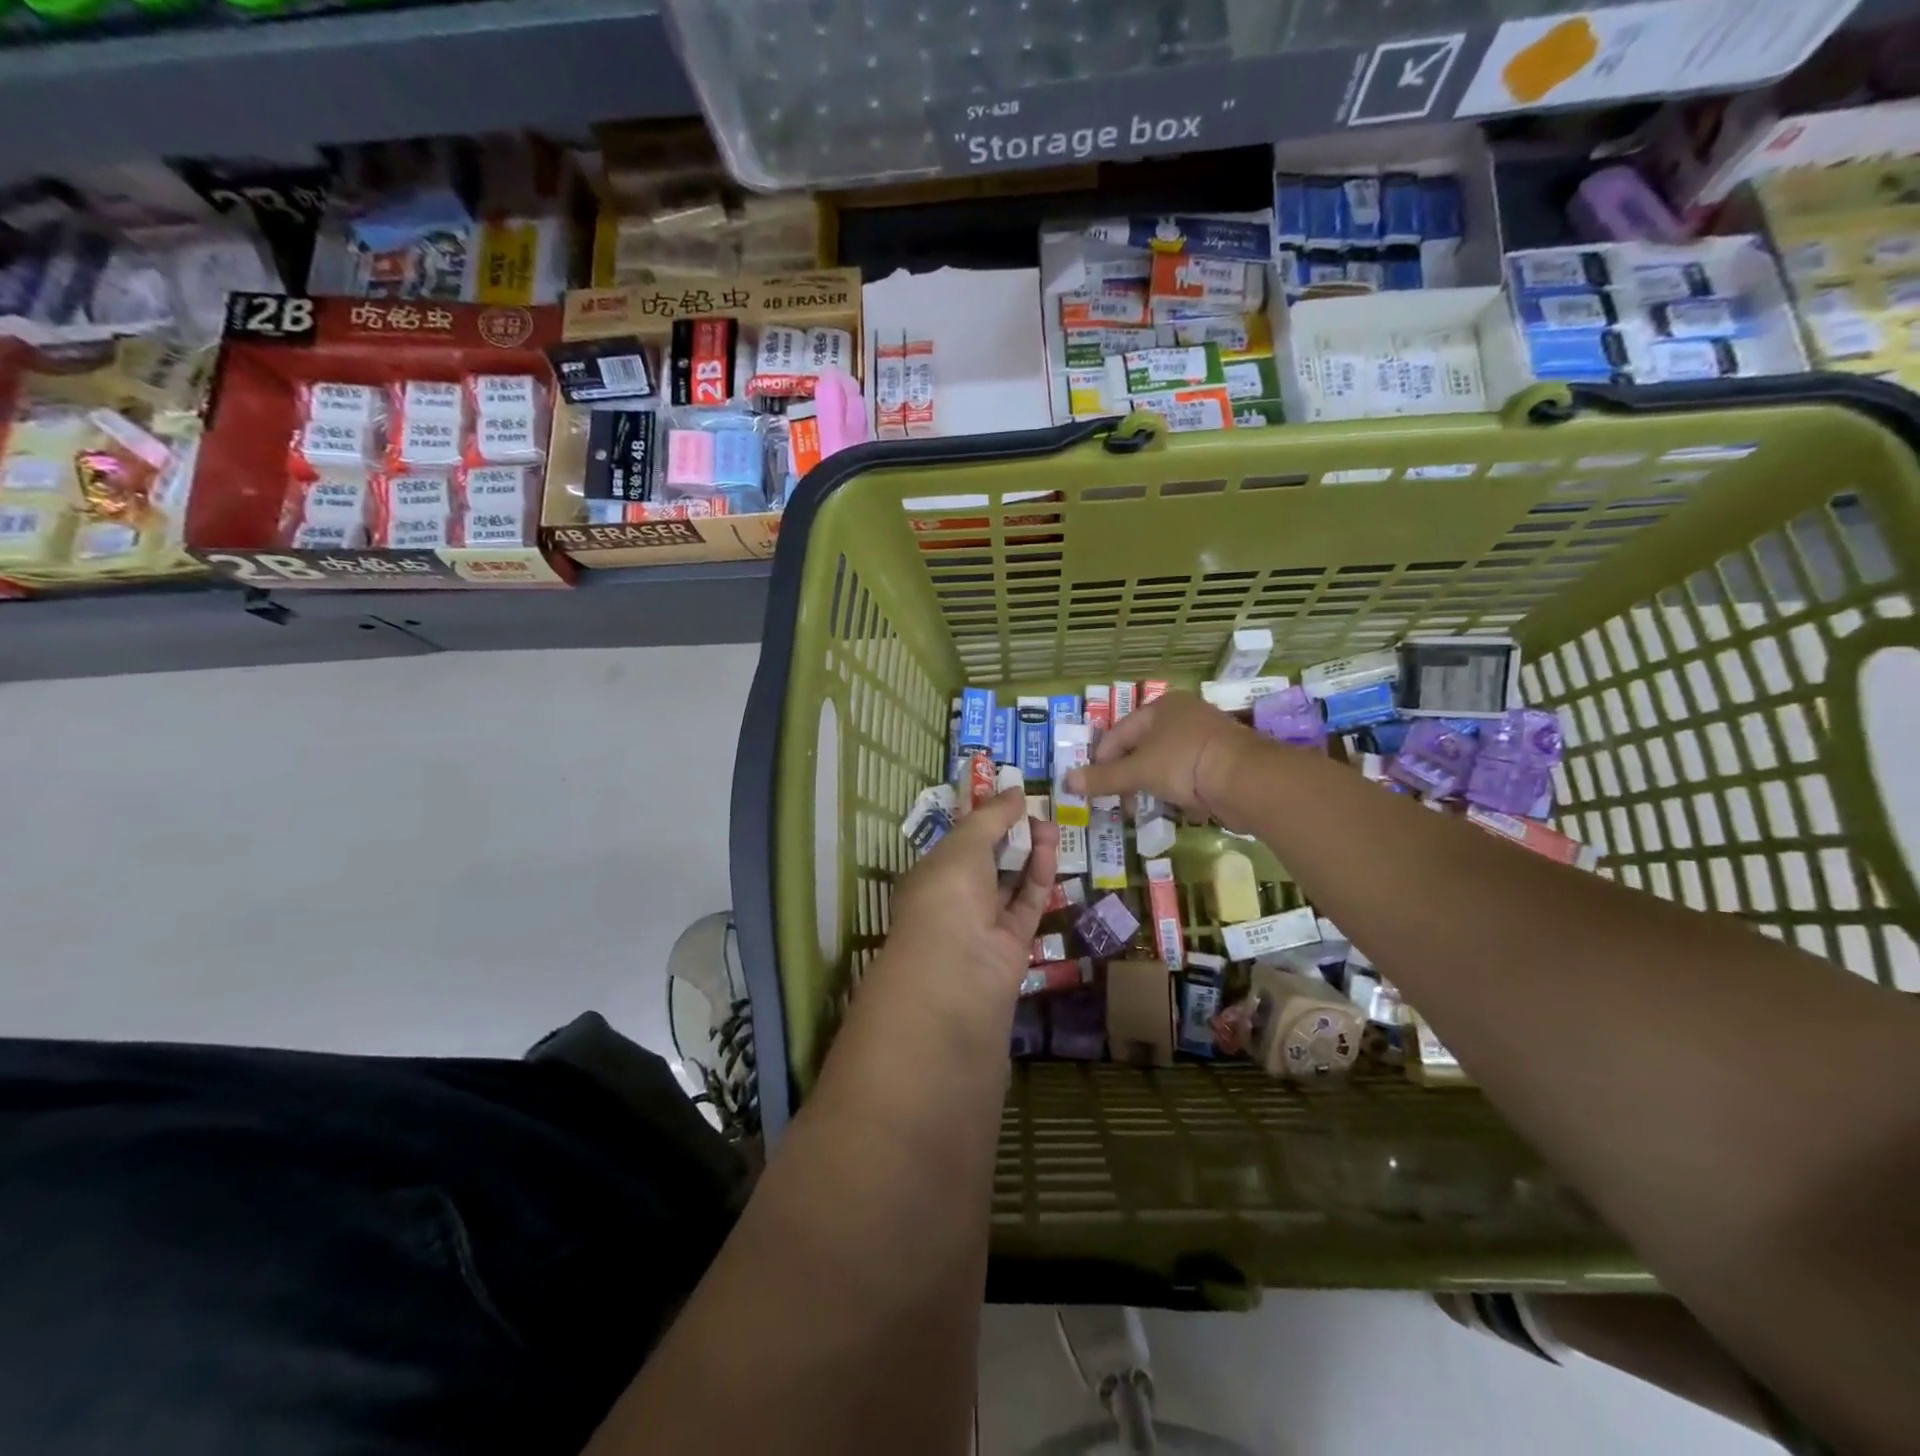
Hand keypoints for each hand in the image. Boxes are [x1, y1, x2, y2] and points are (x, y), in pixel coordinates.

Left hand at [881, 789, 1059, 1006]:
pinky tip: (1050, 851)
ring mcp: (984, 922)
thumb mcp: (964, 844)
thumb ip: (992, 817)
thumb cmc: (948, 895)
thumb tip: (1015, 791)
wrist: (957, 973)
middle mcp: (956, 897)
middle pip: (988, 859)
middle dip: (1011, 833)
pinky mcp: (1013, 942)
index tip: (1010, 797)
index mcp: (932, 873)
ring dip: (1030, 852)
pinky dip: (1039, 877)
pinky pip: (1027, 903)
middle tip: (1036, 810)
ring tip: (1051, 826)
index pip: (960, 841)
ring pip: (1011, 880)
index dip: (984, 818)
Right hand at [1067, 691, 1256, 825]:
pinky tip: (1175, 808)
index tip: (1093, 786)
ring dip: (1151, 786)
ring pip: (1165, 763)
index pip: (1119, 732)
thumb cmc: (1184, 762)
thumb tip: (1067, 781)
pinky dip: (1178, 791)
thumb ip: (1103, 778)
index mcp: (1162, 707)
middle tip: (1118, 802)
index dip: (1102, 759)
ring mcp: (1206, 738)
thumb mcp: (1138, 771)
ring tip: (1143, 809)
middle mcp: (1184, 716)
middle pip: (1142, 748)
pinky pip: (1189, 775)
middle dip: (1128, 777)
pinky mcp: (1223, 761)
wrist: (1246, 779)